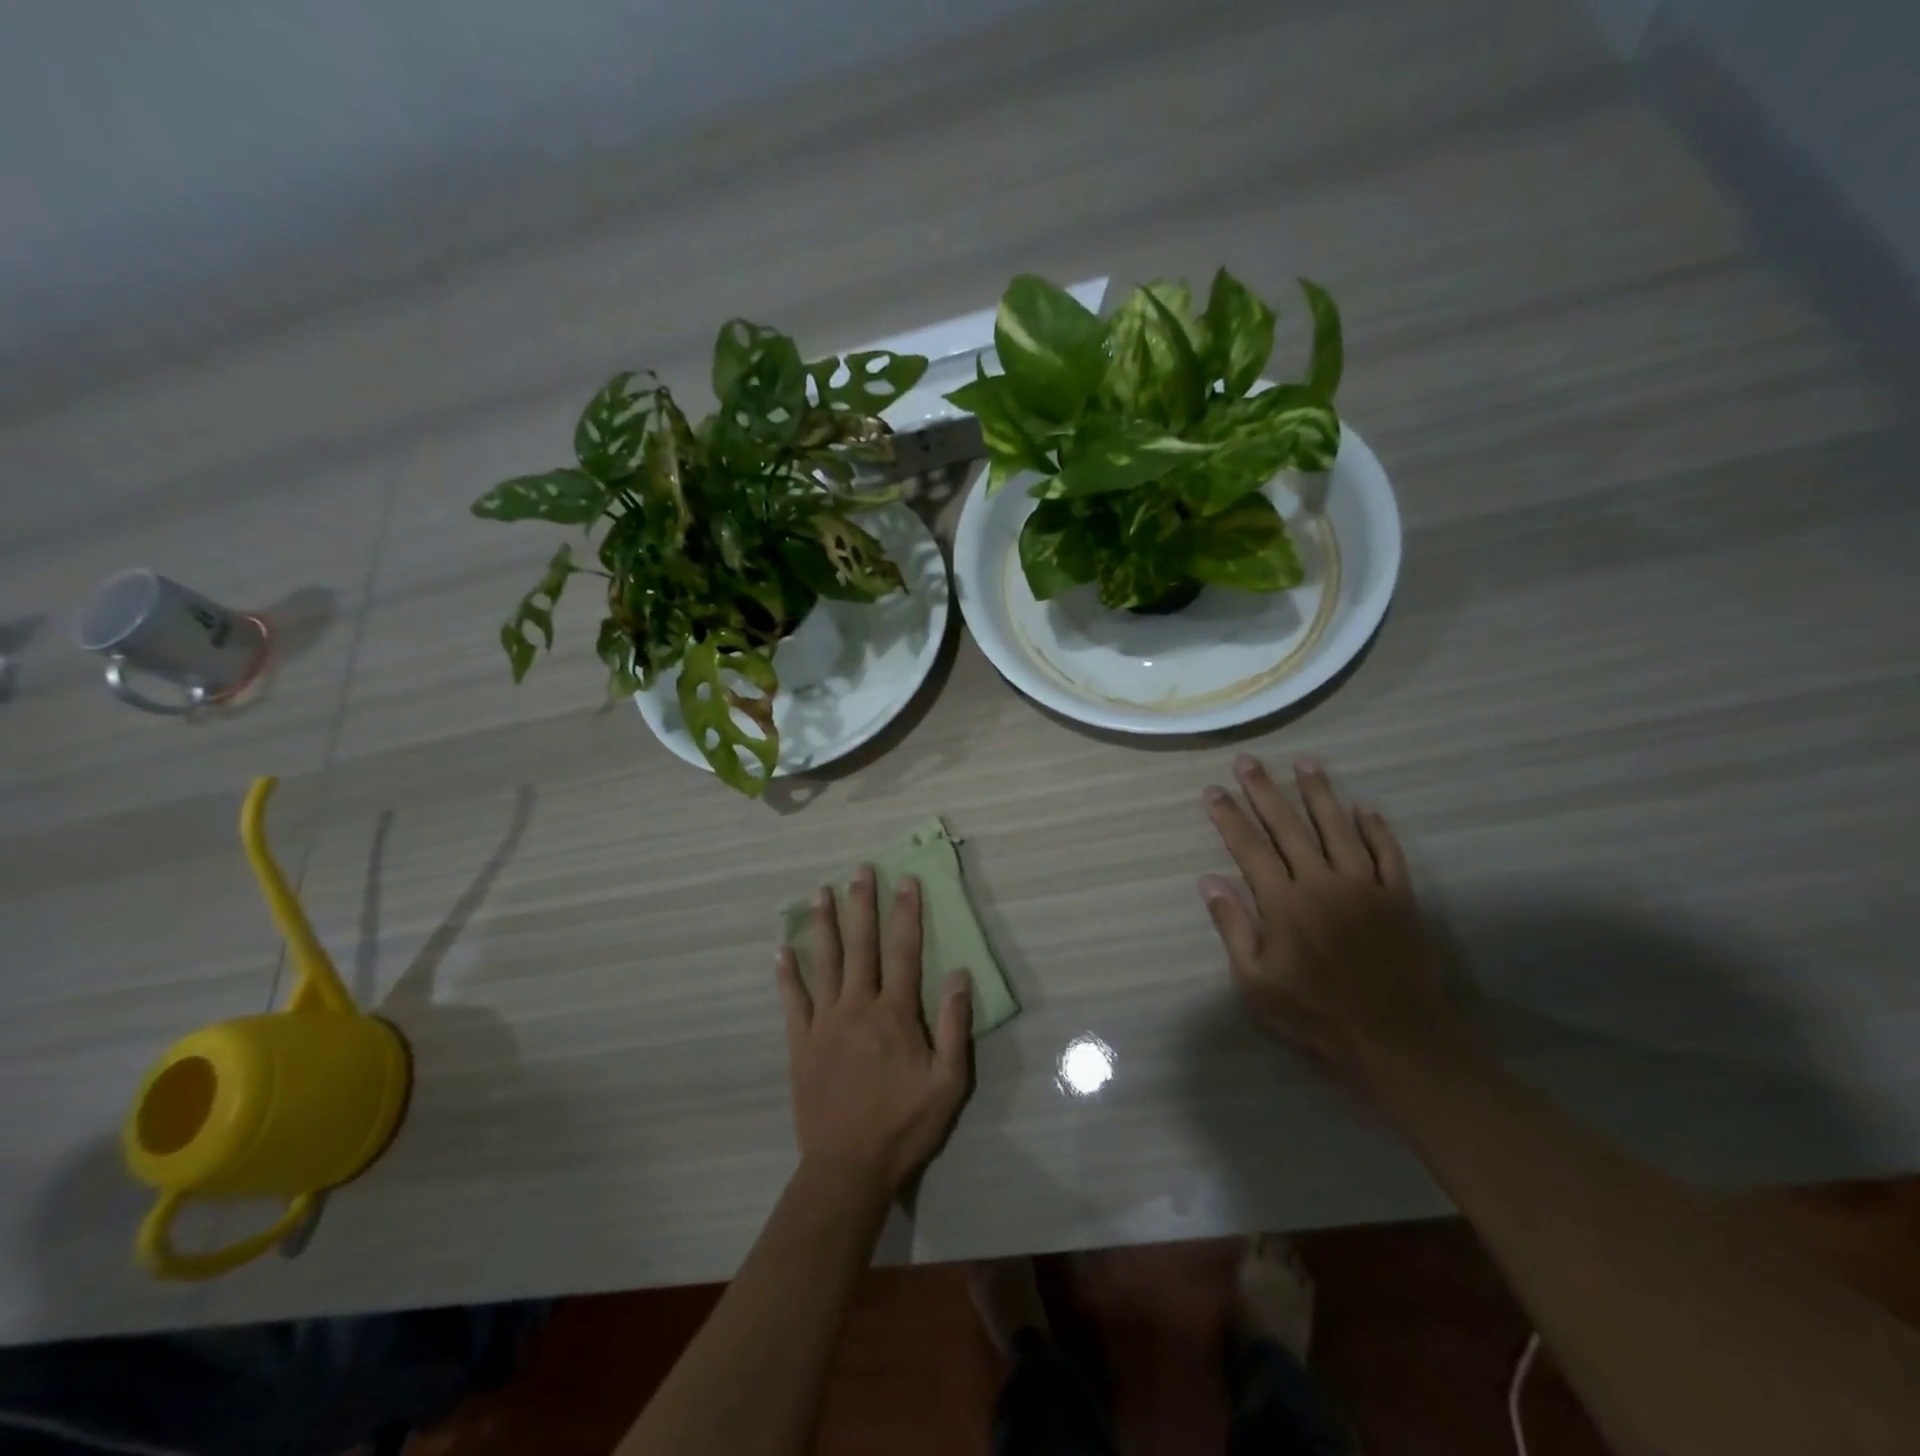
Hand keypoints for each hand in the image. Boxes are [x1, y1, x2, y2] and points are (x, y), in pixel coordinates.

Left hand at [776, 868, 972, 1195]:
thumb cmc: (904, 1124)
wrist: (848, 1167)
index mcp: (895, 1014)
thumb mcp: (948, 1082)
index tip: (906, 880)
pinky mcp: (800, 1043)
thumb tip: (961, 974)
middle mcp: (857, 1006)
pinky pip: (792, 1001)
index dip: (906, 913)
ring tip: (820, 892)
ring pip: (824, 963)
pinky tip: (781, 950)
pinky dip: (787, 974)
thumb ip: (955, 1025)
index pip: (904, 951)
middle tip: (860, 870)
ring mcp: (824, 1023)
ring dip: (823, 925)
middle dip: (862, 904)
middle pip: (861, 946)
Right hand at [1200, 755, 1462, 1083]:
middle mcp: (1321, 882)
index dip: (1229, 816)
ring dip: (1319, 793)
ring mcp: (1364, 885)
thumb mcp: (1256, 981)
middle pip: (1288, 826)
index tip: (1214, 790)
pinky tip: (1365, 806)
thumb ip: (1233, 927)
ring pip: (1337, 827)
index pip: (1249, 847)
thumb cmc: (1315, 1013)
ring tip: (1305, 763)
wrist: (1395, 1038)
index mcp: (1284, 902)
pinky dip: (1375, 828)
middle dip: (1264, 791)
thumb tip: (1209, 881)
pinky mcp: (1398, 896)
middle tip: (1248, 761)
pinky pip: (1387, 852)